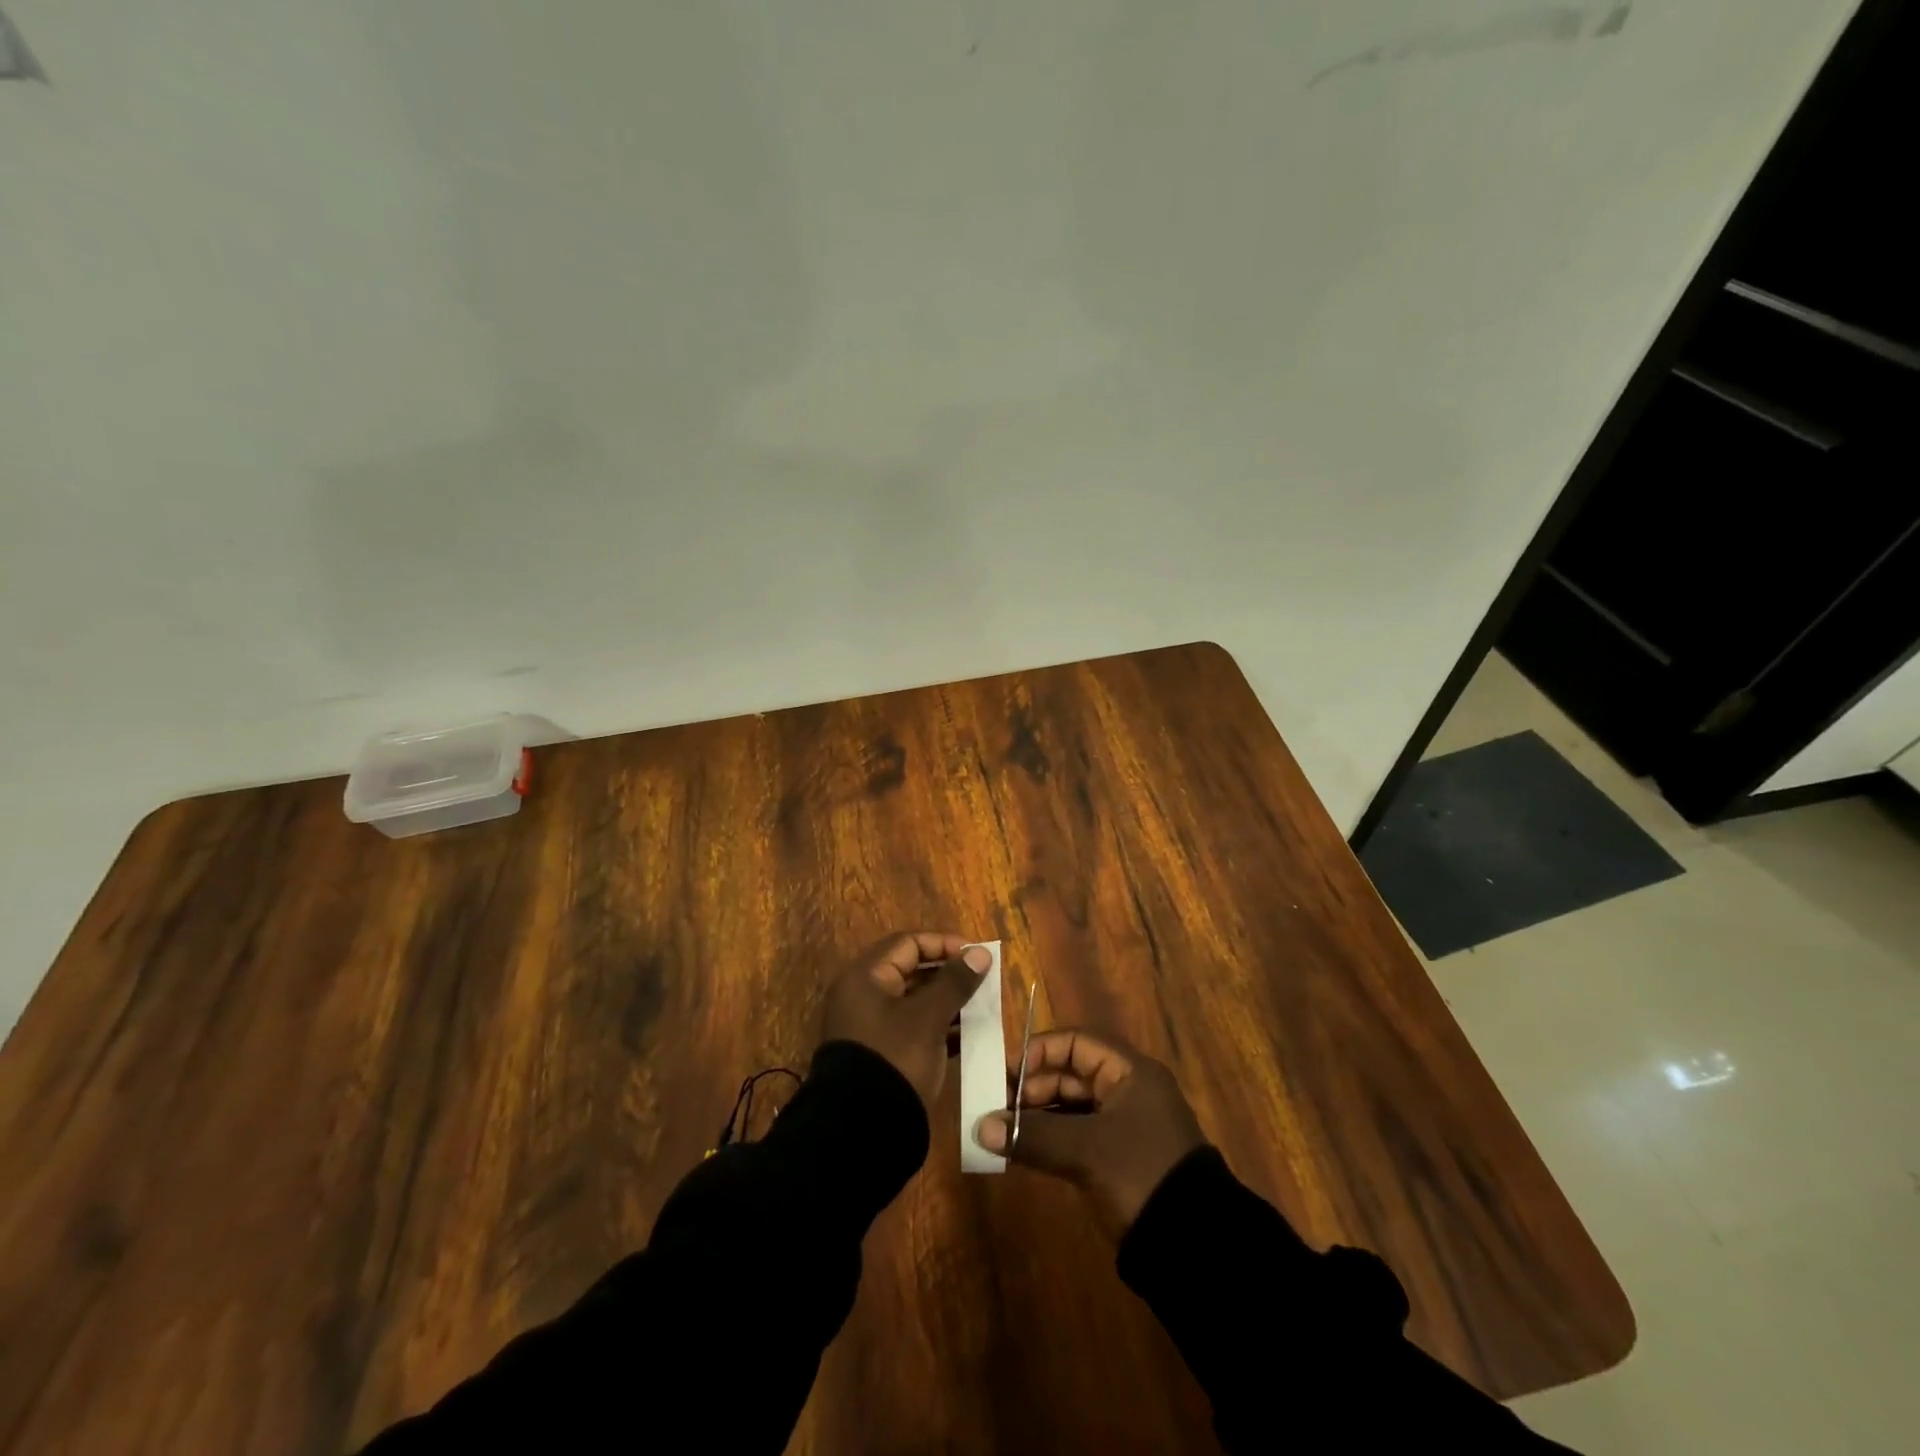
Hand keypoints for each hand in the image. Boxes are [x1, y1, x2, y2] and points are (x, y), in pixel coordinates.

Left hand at [820, 932, 992, 1108]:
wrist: (862, 1130)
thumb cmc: (895, 1058)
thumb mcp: (928, 1018)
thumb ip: (955, 982)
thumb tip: (979, 953)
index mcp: (866, 977)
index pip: (908, 943)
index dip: (944, 944)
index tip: (976, 955)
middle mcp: (863, 995)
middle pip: (911, 970)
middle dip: (948, 973)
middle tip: (982, 980)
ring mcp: (871, 1026)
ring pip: (915, 1001)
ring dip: (947, 1001)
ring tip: (981, 1006)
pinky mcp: (882, 1052)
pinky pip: (913, 1027)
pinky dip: (939, 1026)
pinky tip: (969, 1034)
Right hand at [975, 1030, 1204, 1235]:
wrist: (1196, 1247)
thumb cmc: (1141, 1174)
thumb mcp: (1086, 1151)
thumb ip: (1033, 1135)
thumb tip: (981, 1127)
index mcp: (1129, 1072)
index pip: (1075, 1043)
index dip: (1038, 1052)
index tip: (1004, 1073)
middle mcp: (1127, 1090)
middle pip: (1070, 1075)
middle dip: (1030, 1089)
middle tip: (994, 1108)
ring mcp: (1123, 1126)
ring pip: (1070, 1107)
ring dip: (1036, 1117)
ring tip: (999, 1131)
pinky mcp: (1117, 1158)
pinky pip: (1075, 1135)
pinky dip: (1049, 1140)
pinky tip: (1020, 1151)